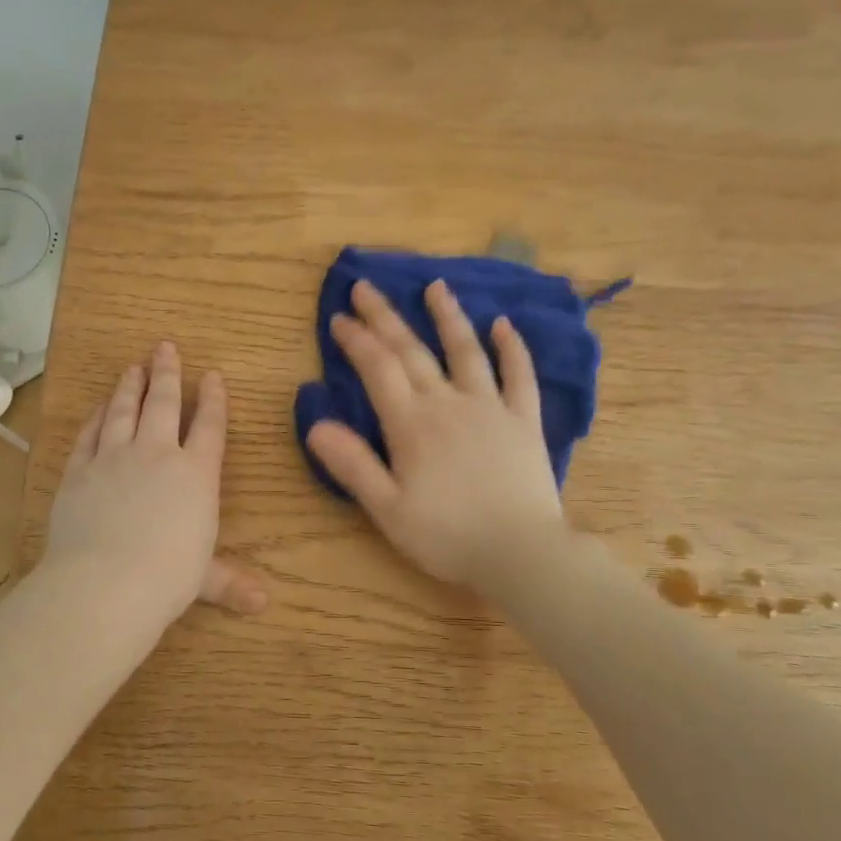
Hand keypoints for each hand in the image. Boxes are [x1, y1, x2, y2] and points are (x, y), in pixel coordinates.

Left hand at [44, 341, 267, 628]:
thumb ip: (230, 583)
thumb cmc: (168, 578)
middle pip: (163, 403)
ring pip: (123, 411)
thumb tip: (263, 604)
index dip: (213, 399)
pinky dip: (95, 418)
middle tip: (165, 347)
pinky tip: (99, 408)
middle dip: (167, 373)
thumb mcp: (204, 580)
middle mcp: (156, 454)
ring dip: (129, 386)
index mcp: (196, 474)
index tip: (212, 376)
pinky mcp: (79, 471)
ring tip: (132, 367)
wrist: (106, 582)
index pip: (209, 426)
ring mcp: (114, 458)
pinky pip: (89, 435)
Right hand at [305, 279, 566, 591]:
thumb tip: (316, 425)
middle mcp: (448, 404)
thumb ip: (353, 465)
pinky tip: (504, 324)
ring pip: (466, 351)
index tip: (338, 317)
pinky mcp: (524, 421)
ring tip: (435, 286)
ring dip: (448, 317)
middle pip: (412, 351)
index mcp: (411, 425)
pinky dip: (512, 348)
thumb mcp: (388, 509)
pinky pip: (519, 376)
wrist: (521, 553)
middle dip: (385, 317)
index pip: (378, 369)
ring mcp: (490, 408)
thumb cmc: (447, 536)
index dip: (356, 340)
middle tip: (365, 287)